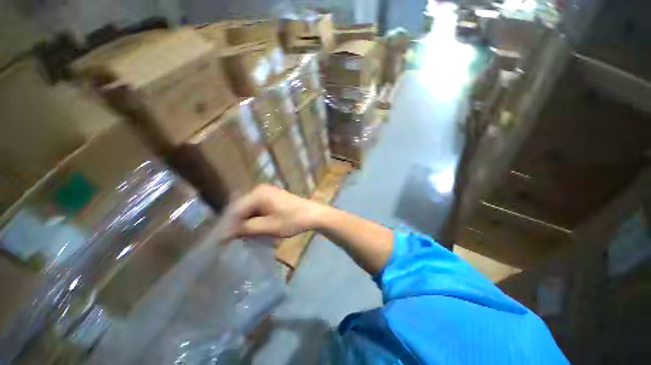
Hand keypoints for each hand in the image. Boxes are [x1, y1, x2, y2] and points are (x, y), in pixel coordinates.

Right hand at [223, 184, 324, 238]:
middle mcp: (259, 190)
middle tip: (227, 240)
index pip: (236, 211)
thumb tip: (226, 234)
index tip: (220, 242)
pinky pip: (256, 208)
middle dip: (233, 224)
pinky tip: (250, 228)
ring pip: (248, 208)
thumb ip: (247, 229)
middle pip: (240, 208)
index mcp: (258, 194)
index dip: (227, 227)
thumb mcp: (269, 227)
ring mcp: (266, 192)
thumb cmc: (293, 220)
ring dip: (243, 222)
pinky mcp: (271, 197)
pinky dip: (252, 218)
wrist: (313, 214)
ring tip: (237, 236)